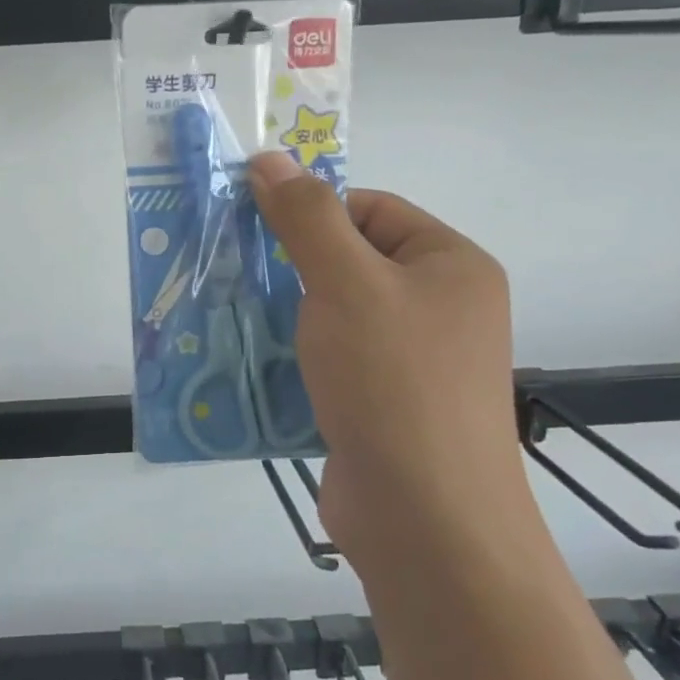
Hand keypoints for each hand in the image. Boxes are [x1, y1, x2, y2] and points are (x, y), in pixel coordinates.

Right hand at [248, 153, 525, 569]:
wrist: (425, 519)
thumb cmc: (393, 382)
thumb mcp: (346, 283)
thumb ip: (306, 218)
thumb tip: (270, 159)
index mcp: (450, 266)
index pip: (372, 209)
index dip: (312, 211)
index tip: (253, 228)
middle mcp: (440, 310)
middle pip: (350, 263)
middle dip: (289, 268)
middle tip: (232, 274)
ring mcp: (413, 364)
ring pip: (334, 318)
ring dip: (284, 317)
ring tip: (229, 318)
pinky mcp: (384, 408)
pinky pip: (331, 365)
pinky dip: (293, 361)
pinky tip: (251, 367)